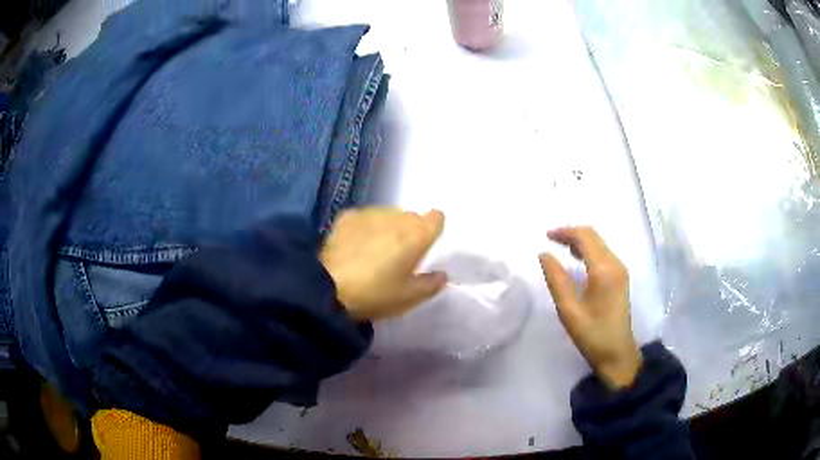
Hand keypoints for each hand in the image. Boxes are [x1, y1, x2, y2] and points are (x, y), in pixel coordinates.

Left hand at [320, 208, 446, 320]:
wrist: (328, 288)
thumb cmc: (375, 294)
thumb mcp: (408, 298)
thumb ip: (431, 285)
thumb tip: (442, 274)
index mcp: (416, 235)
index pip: (436, 217)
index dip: (433, 228)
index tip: (426, 245)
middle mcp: (396, 217)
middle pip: (411, 217)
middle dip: (409, 231)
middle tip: (399, 256)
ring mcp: (369, 214)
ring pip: (388, 215)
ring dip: (387, 227)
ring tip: (374, 250)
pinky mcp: (347, 217)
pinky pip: (365, 218)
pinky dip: (365, 227)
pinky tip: (356, 244)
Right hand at [539, 227, 641, 388]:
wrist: (618, 354)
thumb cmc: (592, 335)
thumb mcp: (569, 310)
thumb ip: (556, 279)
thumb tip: (544, 254)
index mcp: (603, 270)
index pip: (585, 237)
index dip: (565, 232)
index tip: (546, 236)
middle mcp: (615, 263)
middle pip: (593, 236)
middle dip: (572, 233)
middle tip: (550, 239)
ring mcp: (620, 269)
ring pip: (599, 243)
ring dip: (580, 240)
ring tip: (560, 247)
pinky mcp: (620, 277)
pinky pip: (603, 253)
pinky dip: (588, 250)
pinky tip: (576, 259)